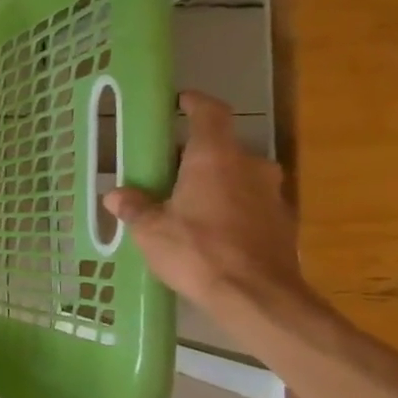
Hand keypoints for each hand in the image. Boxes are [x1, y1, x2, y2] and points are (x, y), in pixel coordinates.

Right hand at [103, 91, 309, 316]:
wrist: (257, 297)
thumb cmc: (198, 252)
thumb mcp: (151, 231)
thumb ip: (134, 208)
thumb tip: (115, 195)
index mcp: (215, 158)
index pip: (210, 113)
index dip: (195, 103)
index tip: (181, 101)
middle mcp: (250, 166)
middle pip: (222, 149)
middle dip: (196, 156)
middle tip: (168, 171)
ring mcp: (272, 194)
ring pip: (238, 177)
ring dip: (215, 184)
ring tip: (187, 205)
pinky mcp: (282, 222)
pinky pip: (250, 203)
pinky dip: (230, 208)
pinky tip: (210, 232)